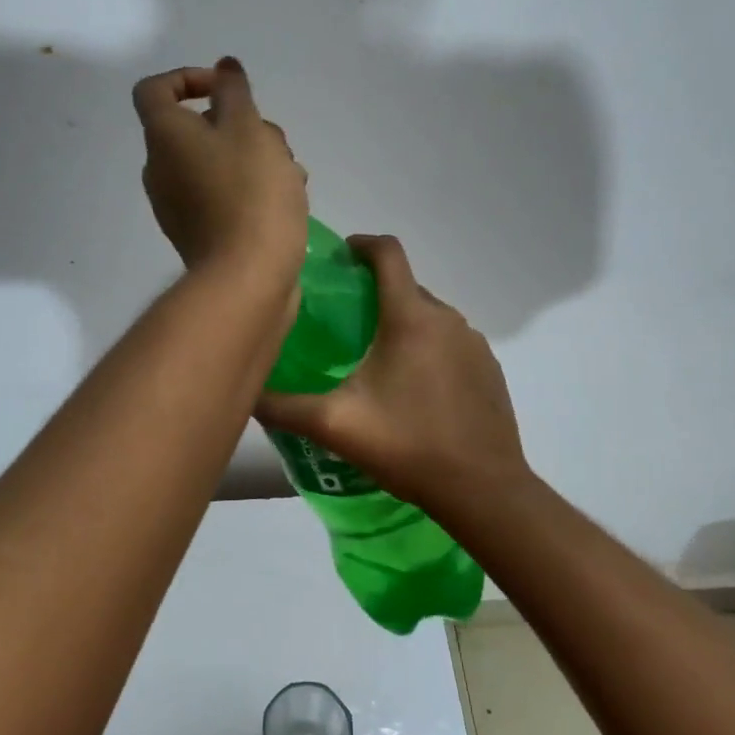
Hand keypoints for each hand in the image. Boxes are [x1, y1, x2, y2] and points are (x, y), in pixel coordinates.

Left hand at [134, 58, 307, 289]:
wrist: (247, 276)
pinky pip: (222, 194)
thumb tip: (222, 68)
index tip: (225, 89)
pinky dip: (250, 188)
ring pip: (218, 161)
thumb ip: (234, 91)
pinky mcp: (200, 231)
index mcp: (164, 137)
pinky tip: (287, 200)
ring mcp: (178, 204)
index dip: (187, 78)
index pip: (155, 89)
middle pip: (197, 127)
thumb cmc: (249, 191)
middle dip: (242, 124)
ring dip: (256, 157)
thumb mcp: (248, 127)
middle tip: (275, 141)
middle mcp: (161, 168)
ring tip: (292, 174)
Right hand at [255, 235, 531, 511]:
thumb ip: (283, 406)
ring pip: (429, 315)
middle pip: (406, 285)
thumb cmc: (407, 446)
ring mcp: (474, 343)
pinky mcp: (489, 368)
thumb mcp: (334, 425)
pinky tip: (412, 387)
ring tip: (373, 356)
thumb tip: (246, 394)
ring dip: (401, 322)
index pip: (388, 253)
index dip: (361, 244)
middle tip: (342, 320)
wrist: (483, 490)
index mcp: (410, 318)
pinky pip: (450, 341)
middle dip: (374, 291)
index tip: (339, 257)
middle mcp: (447, 318)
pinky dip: (427, 347)